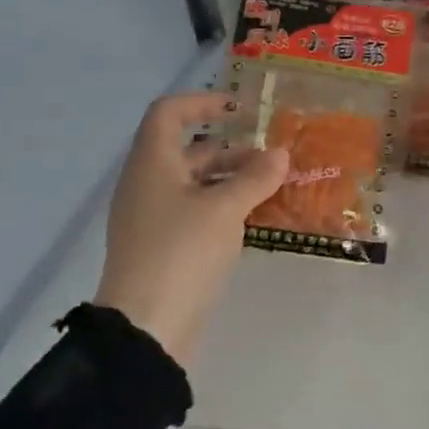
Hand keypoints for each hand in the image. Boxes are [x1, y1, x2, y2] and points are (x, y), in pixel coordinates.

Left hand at [95, 93, 287, 364]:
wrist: (147, 325)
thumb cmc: (182, 251)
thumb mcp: (225, 209)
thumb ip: (255, 177)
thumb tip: (280, 153)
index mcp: (152, 164)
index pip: (169, 113)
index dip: (203, 102)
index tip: (241, 109)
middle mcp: (148, 184)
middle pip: (189, 150)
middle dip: (232, 148)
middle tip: (273, 157)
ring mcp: (154, 217)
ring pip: (196, 183)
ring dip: (233, 178)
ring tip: (274, 187)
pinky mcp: (164, 245)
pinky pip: (197, 211)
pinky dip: (225, 206)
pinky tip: (256, 217)